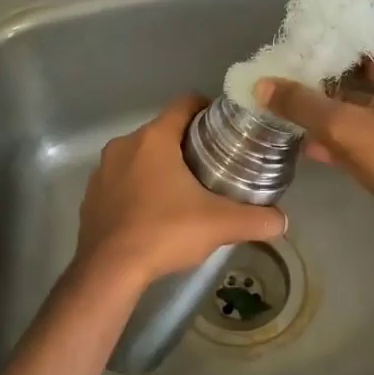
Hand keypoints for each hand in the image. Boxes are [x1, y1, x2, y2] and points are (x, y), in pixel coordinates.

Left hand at [73, 94, 287, 288]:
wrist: (108, 272)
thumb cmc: (164, 232)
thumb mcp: (219, 225)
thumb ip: (256, 220)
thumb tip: (282, 222)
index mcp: (153, 138)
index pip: (184, 103)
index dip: (208, 109)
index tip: (227, 127)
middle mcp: (124, 145)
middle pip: (163, 131)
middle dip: (188, 142)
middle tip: (215, 163)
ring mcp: (102, 171)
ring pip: (140, 156)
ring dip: (161, 166)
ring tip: (186, 189)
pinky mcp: (91, 196)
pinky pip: (121, 180)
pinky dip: (139, 187)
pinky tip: (155, 212)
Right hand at [257, 40, 373, 223]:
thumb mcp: (346, 126)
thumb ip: (302, 104)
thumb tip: (262, 84)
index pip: (360, 34)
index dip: (326, 33)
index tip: (289, 37)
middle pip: (350, 69)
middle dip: (314, 71)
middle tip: (274, 71)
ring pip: (349, 104)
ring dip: (318, 105)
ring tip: (278, 103)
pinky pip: (353, 134)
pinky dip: (330, 136)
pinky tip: (301, 144)